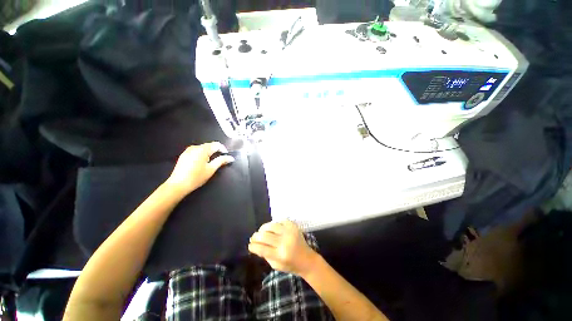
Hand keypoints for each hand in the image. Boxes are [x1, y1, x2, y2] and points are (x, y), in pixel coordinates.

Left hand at [166, 142, 233, 195]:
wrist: (178, 184)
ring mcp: (188, 150)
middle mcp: (195, 147)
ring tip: (211, 162)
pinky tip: (202, 163)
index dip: (223, 149)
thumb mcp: (211, 169)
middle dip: (216, 151)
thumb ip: (221, 161)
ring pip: (203, 148)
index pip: (216, 145)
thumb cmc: (196, 177)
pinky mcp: (184, 155)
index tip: (226, 156)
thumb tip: (231, 158)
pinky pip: (196, 151)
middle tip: (220, 160)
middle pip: (209, 145)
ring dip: (209, 152)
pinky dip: (202, 154)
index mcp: (202, 150)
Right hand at [248, 221, 318, 276]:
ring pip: (271, 226)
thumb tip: (256, 245)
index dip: (253, 246)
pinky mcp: (293, 226)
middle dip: (256, 236)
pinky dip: (274, 224)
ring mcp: (289, 232)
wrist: (307, 259)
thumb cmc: (290, 265)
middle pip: (265, 236)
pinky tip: (271, 228)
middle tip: (253, 237)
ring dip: (263, 228)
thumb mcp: (276, 265)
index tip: (250, 245)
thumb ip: (266, 255)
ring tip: (260, 231)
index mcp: (280, 255)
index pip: (262, 248)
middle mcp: (284, 242)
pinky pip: (280, 221)